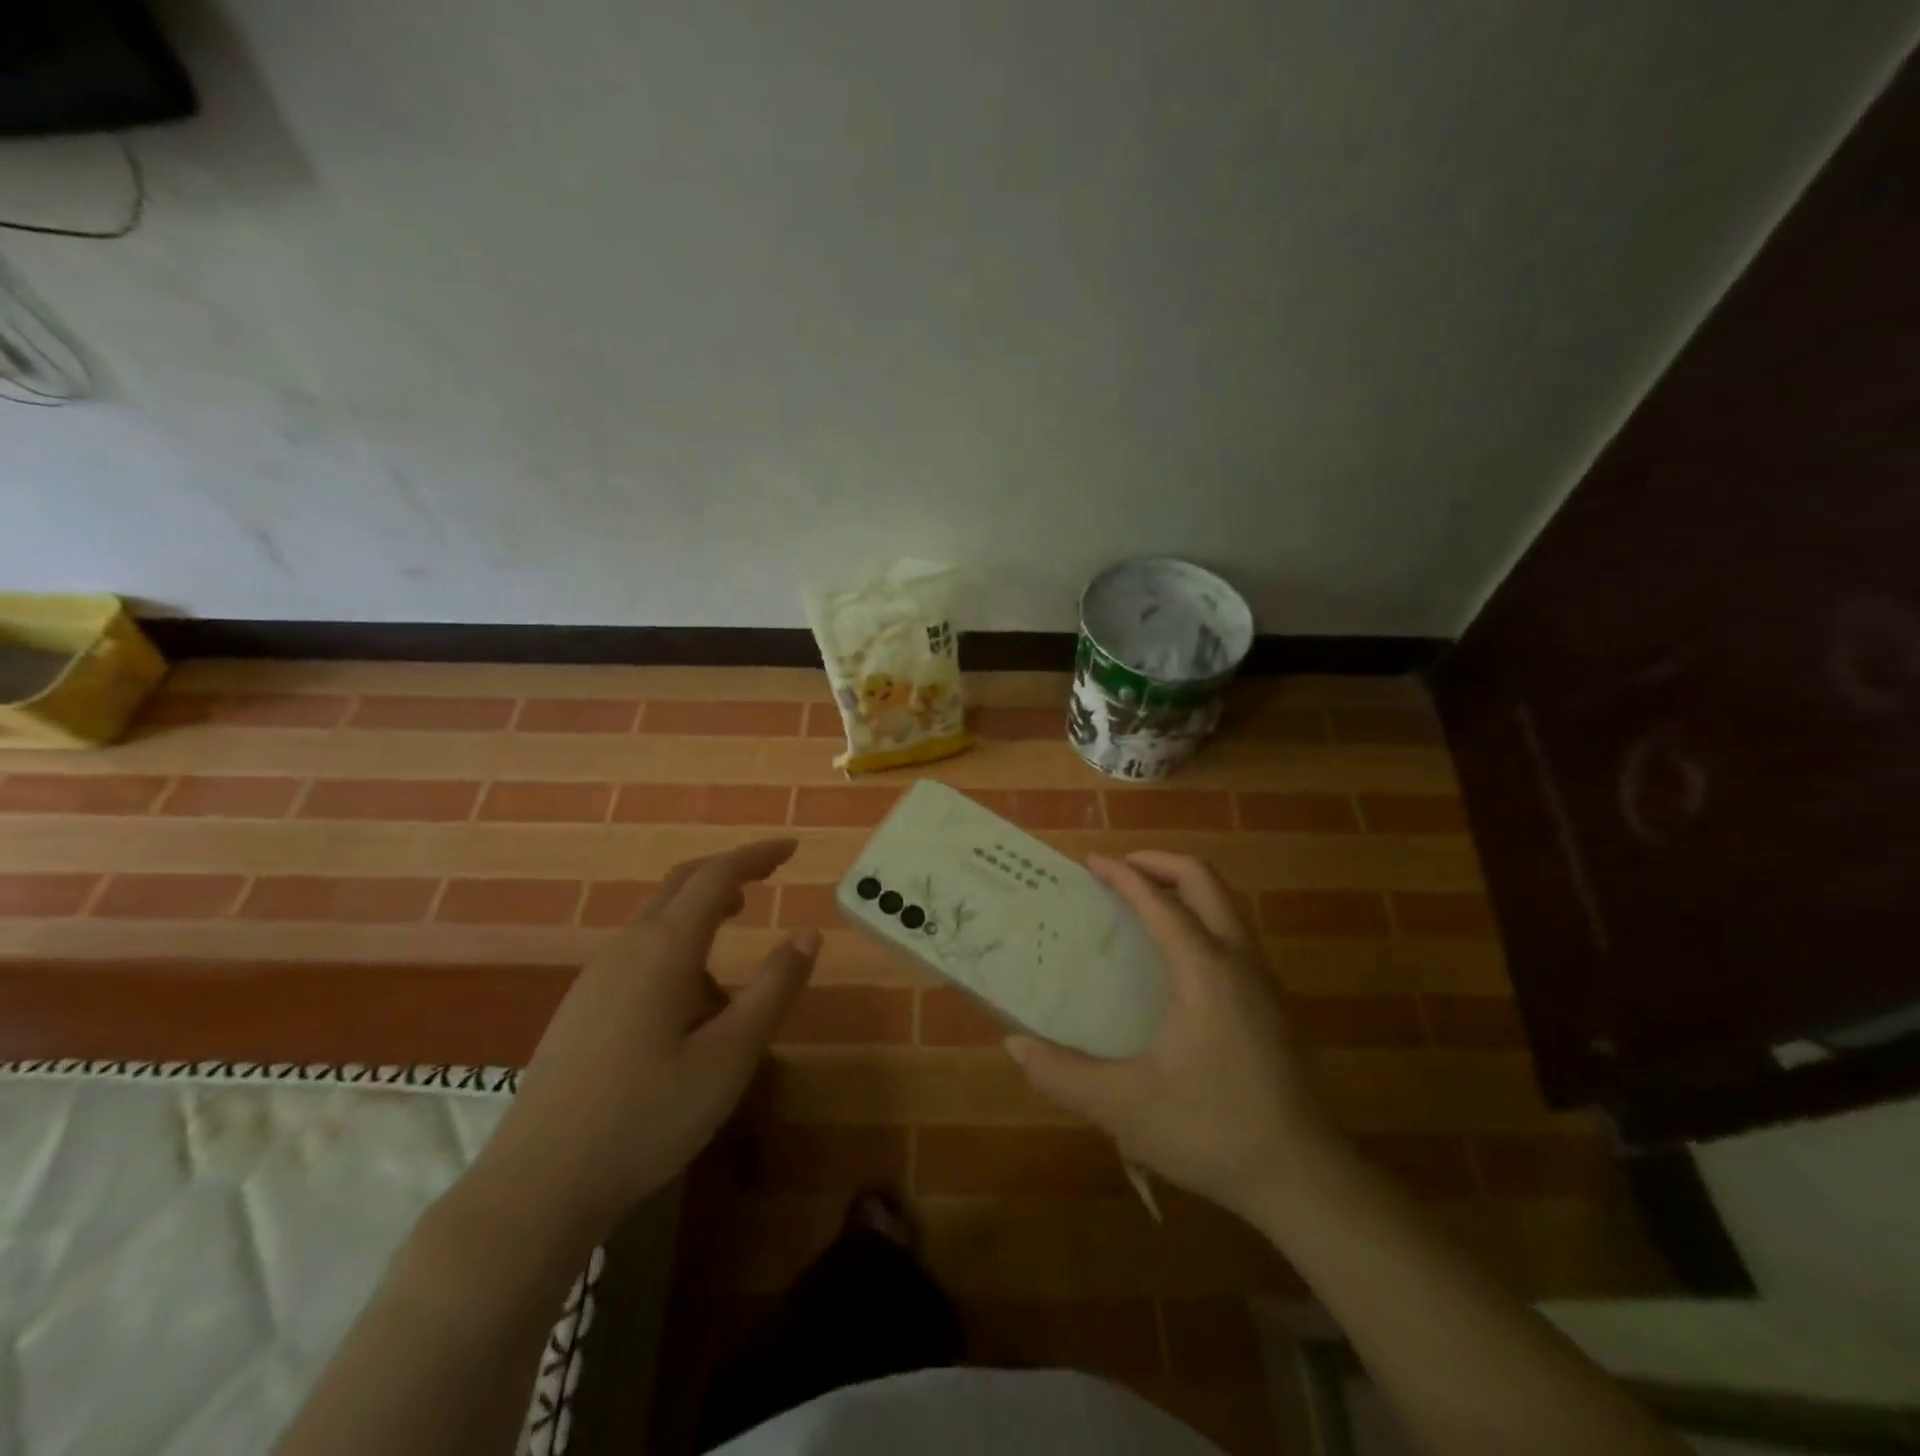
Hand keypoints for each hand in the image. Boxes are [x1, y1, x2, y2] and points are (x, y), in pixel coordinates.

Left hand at [476, 839, 818, 1243]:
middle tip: (768, 874)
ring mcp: (596, 976)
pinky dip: (677, 940)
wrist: (536, 1185)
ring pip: (656, 917)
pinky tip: (689, 993)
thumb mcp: (729, 1057)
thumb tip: (810, 934)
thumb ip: (774, 989)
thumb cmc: (645, 1116)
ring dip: (701, 908)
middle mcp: (626, 948)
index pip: (716, 876)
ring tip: (736, 931)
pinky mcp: (582, 1005)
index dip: (756, 855)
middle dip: (727, 870)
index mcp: (663, 949)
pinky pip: (639, 948)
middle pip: (680, 884)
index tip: (792, 848)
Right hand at [1005, 851, 1335, 1221]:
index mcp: (1203, 970)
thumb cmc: (1211, 1130)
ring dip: (1184, 889)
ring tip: (1144, 905)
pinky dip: (1202, 917)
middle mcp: (1239, 960)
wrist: (1303, 1178)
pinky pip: (1235, 933)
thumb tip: (1014, 1046)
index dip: (1122, 875)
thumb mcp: (1124, 1106)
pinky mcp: (1275, 1003)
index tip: (1090, 861)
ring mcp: (1264, 980)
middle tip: (1120, 870)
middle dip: (1159, 863)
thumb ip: (1062, 1074)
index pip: (1160, 901)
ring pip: (1226, 904)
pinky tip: (1178, 959)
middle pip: (1204, 880)